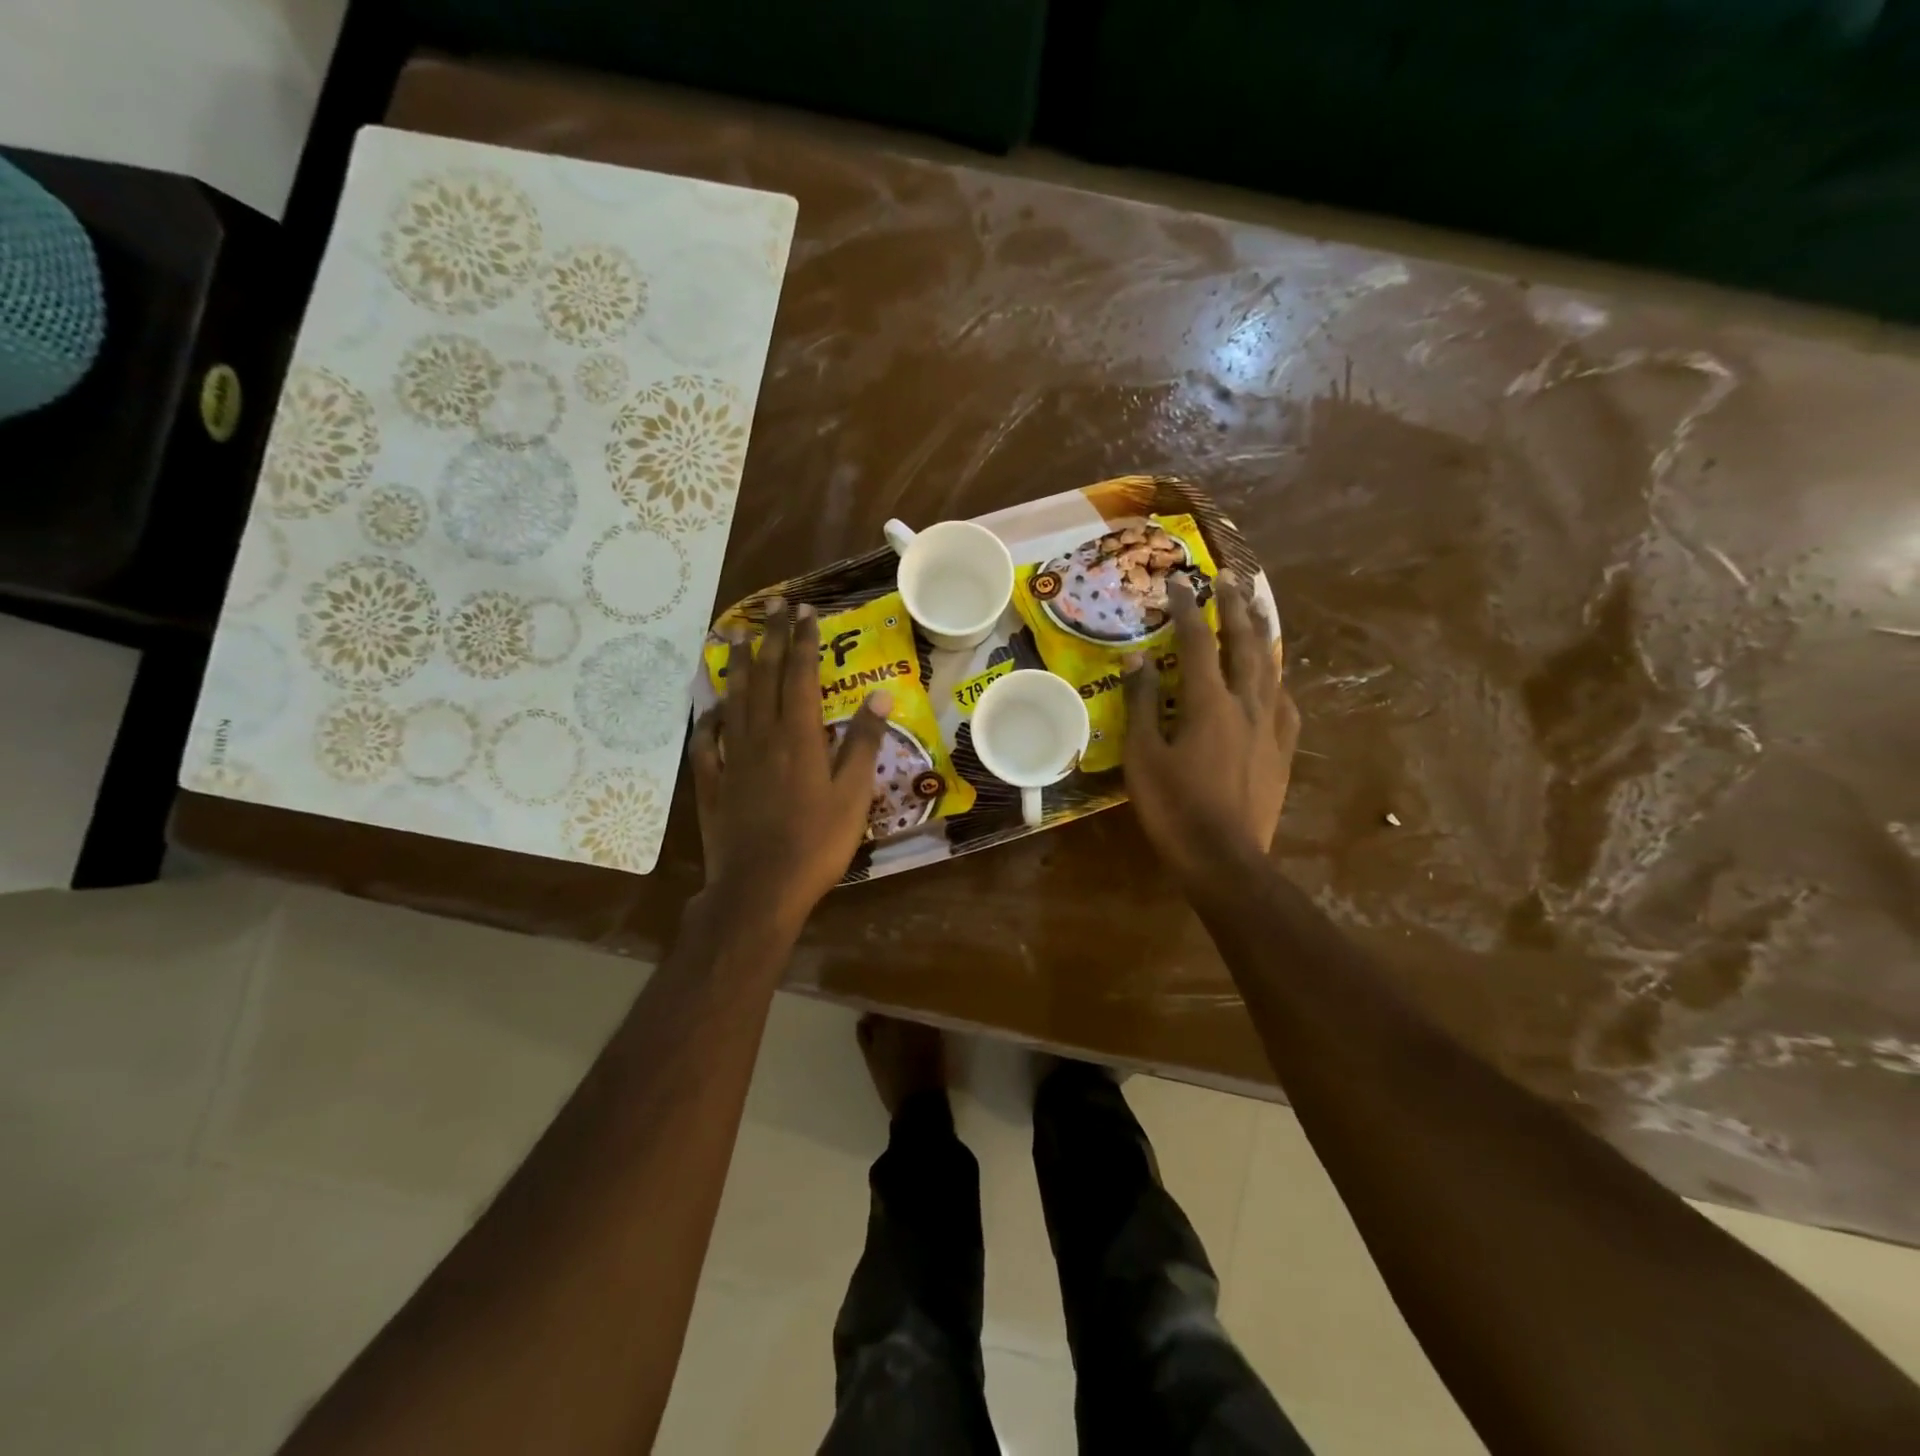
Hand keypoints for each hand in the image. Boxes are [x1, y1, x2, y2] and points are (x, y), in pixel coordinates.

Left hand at [689, 598, 890, 929]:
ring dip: (738, 666)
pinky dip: (709, 718)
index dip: (804, 640)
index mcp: (799, 735)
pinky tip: (711, 707)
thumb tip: (879, 696)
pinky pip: (706, 741)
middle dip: (771, 639)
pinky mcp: (712, 782)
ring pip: (733, 700)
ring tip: (737, 637)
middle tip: (773, 608)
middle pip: (765, 677)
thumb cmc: (816, 843)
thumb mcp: (853, 794)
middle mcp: (761, 735)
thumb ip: (862, 742)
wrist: (760, 888)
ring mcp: (732, 758)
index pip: (802, 675)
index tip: (805, 610)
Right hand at [1123, 571, 1298, 886]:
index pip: (1197, 642)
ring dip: (1262, 633)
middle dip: (1235, 607)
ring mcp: (1271, 726)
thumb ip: (1142, 703)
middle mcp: (1246, 704)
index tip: (1178, 583)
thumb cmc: (1174, 807)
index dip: (1187, 609)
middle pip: (1244, 643)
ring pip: (1271, 667)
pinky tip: (1274, 676)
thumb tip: (1138, 658)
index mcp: (1208, 703)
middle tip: (1230, 577)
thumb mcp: (1143, 756)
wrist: (1225, 858)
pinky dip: (1276, 679)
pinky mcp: (1283, 750)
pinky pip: (1284, 702)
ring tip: (1259, 607)